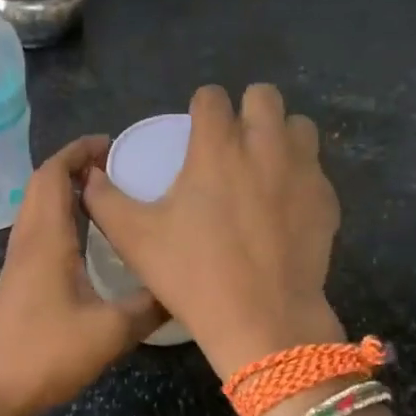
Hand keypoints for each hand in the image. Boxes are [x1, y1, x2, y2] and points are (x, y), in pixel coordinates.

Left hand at [0, 135, 166, 415]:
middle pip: (42, 184)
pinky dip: (60, 217)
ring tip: (106, 192)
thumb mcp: (112, 330)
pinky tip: (87, 238)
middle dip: (74, 165)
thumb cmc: (48, 353)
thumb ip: (150, 305)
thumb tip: (183, 286)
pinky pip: (38, 230)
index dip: (78, 152)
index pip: (53, 174)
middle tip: (115, 165)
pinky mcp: (18, 281)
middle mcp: (27, 240)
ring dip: (65, 190)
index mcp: (46, 238)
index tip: (111, 144)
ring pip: (38, 207)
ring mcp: (18, 261)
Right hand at [83, 84, 344, 380]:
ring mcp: (303, 172)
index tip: (195, 128)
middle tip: (230, 142)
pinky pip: (315, 168)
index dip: (200, 107)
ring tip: (261, 165)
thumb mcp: (133, 238)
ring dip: (278, 135)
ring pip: (298, 126)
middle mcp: (265, 146)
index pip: (212, 96)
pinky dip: (298, 174)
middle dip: (245, 109)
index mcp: (217, 147)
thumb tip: (89, 175)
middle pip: (264, 95)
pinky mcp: (327, 200)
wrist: (263, 320)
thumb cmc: (192, 274)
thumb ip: (104, 199)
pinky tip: (282, 206)